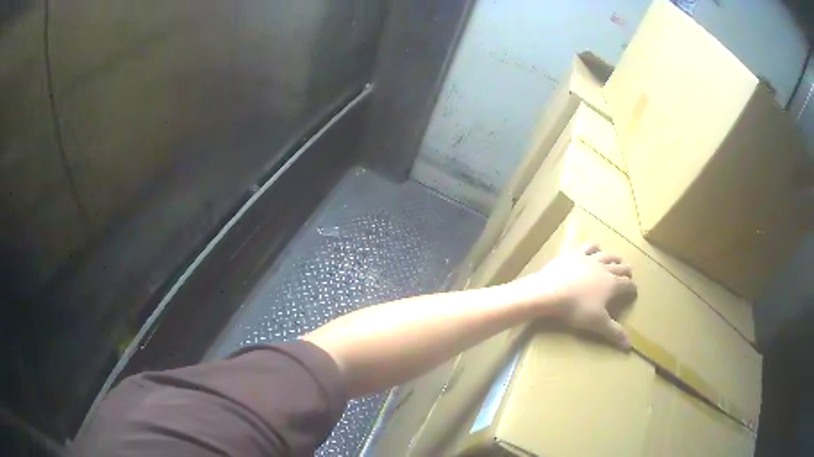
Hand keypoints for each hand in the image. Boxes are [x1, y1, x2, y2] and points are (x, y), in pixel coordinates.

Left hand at [510, 243, 636, 348]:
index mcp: (613, 284)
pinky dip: (594, 247)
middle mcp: (605, 268)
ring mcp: (590, 259)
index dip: (632, 288)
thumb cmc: (577, 309)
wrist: (551, 291)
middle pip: (620, 267)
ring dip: (614, 258)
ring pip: (607, 255)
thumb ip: (614, 333)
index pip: (628, 285)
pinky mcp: (575, 254)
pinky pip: (588, 247)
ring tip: (617, 259)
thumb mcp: (597, 323)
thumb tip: (629, 346)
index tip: (634, 291)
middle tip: (629, 273)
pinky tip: (595, 247)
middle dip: (626, 271)